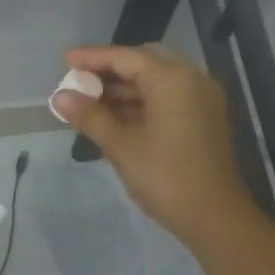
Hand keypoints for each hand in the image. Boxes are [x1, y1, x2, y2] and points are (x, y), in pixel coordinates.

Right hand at [52, 44, 258, 247]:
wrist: (215, 217)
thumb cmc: (165, 177)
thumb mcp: (121, 146)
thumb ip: (90, 116)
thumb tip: (59, 97)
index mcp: (172, 79)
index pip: (125, 57)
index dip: (92, 58)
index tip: (65, 61)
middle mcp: (192, 80)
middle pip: (144, 63)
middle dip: (110, 71)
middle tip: (80, 82)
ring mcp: (202, 100)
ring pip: (157, 82)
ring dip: (125, 89)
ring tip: (90, 102)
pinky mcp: (205, 119)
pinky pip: (169, 98)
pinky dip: (142, 102)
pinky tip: (116, 118)